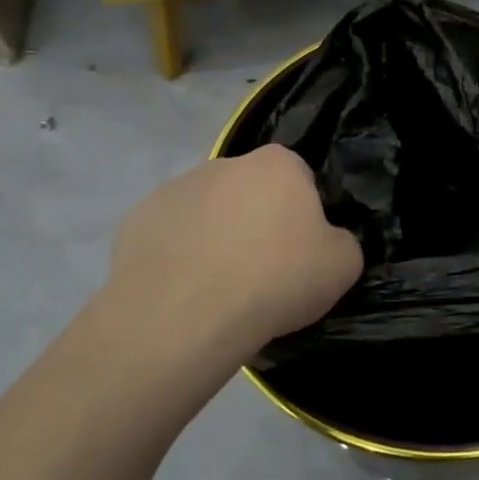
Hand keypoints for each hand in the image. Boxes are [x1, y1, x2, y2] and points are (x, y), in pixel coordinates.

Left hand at [88, 145, 362, 385]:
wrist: (185, 315)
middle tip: (263, 273)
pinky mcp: (135, 221)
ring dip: (215, 238)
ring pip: (206, 212)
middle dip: (256, 222)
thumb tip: (326, 243)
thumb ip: (341, 242)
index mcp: (277, 164)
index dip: (304, 215)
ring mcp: (174, 189)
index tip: (301, 252)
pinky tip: (184, 293)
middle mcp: (224, 164)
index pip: (300, 178)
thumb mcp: (343, 266)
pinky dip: (177, 258)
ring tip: (219, 289)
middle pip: (250, 192)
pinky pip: (168, 237)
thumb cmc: (275, 280)